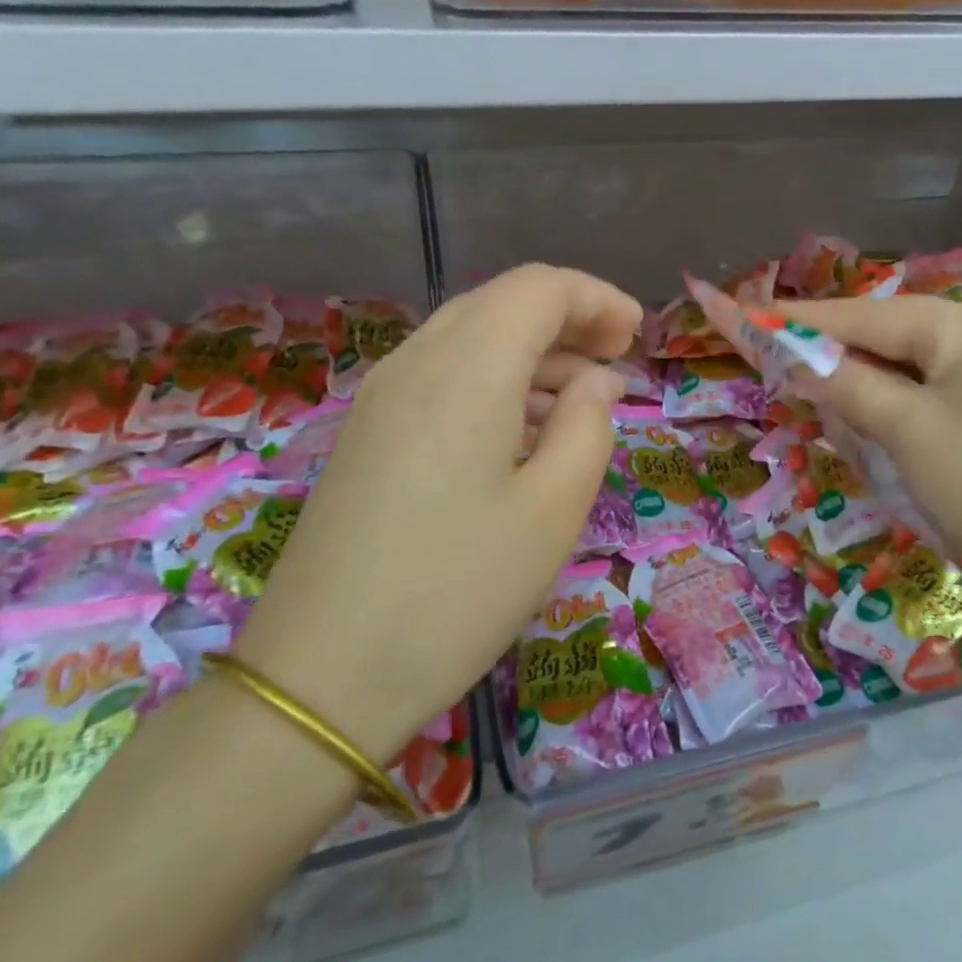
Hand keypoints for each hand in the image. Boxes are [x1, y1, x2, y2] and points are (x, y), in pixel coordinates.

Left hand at [235, 265, 641, 762]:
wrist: (324, 674)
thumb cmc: (459, 590)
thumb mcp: (553, 511)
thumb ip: (588, 427)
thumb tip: (598, 382)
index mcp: (467, 369)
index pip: (538, 288)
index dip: (596, 298)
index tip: (637, 336)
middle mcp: (416, 362)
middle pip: (500, 302)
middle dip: (566, 318)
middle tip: (615, 360)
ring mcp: (381, 395)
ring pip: (468, 335)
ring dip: (530, 349)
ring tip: (579, 398)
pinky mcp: (366, 431)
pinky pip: (440, 374)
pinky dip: (492, 378)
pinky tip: (520, 428)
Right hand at [782, 296, 961, 601]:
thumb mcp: (905, 431)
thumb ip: (846, 384)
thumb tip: (794, 357)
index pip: (868, 315)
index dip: (804, 318)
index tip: (751, 312)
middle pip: (890, 332)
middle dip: (835, 349)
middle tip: (779, 361)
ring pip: (909, 359)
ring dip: (862, 375)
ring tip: (817, 390)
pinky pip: (931, 383)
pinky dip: (894, 395)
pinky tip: (869, 412)